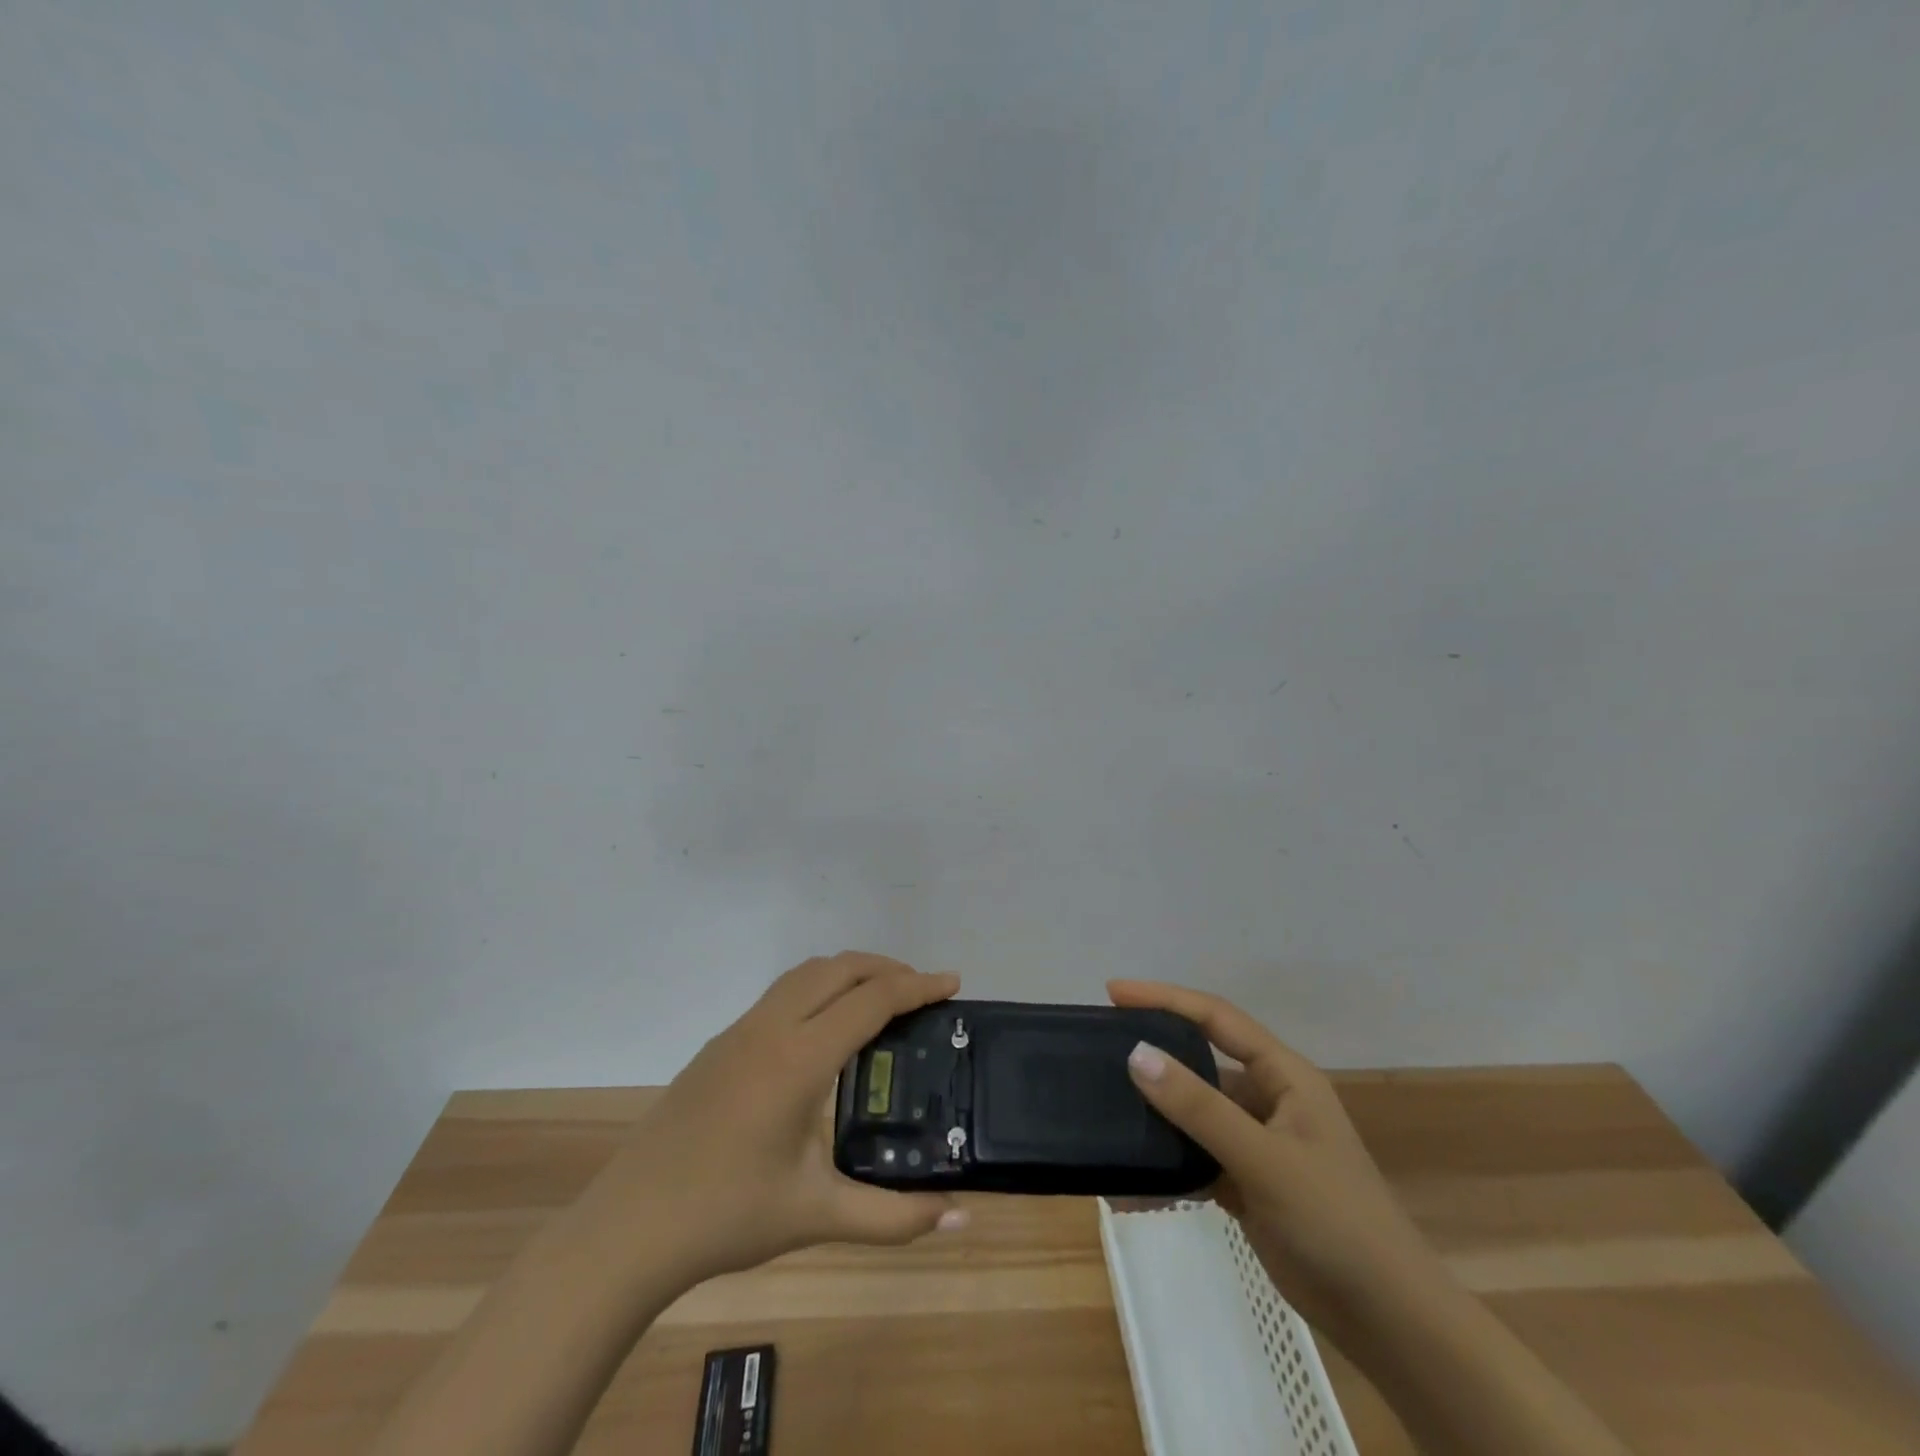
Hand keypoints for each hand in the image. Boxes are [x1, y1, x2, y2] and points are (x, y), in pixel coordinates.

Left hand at [603, 953, 968, 1283]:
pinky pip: (782, 993)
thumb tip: (961, 1220)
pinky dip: (819, 988)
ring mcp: (740, 1031)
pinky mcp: (721, 1044)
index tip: (953, 983)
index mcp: (799, 1059)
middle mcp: (771, 1028)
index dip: (917, 986)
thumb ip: (894, 1217)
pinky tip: (827, 1030)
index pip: (871, 1000)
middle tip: (923, 992)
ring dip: (849, 972)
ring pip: (806, 973)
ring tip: (881, 1000)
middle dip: (887, 968)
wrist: (629, 1227)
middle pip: (839, 968)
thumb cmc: (727, 1216)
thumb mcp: (818, 1216)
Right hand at [1109, 980, 1441, 1338]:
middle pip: (1200, 1061)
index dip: (1164, 998)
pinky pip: (1196, 1159)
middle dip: (1154, 1054)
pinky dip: (1167, 1166)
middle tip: (1101, 1051)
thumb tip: (1136, 1053)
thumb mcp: (1265, 1159)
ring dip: (1156, 1117)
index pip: (1215, 1017)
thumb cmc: (1337, 1221)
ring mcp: (1257, 1143)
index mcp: (1283, 1075)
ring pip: (1194, 1113)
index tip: (1113, 992)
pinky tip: (1131, 1182)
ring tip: (1108, 1114)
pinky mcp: (1247, 1183)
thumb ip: (1199, 1107)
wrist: (1390, 1321)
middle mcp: (1268, 1099)